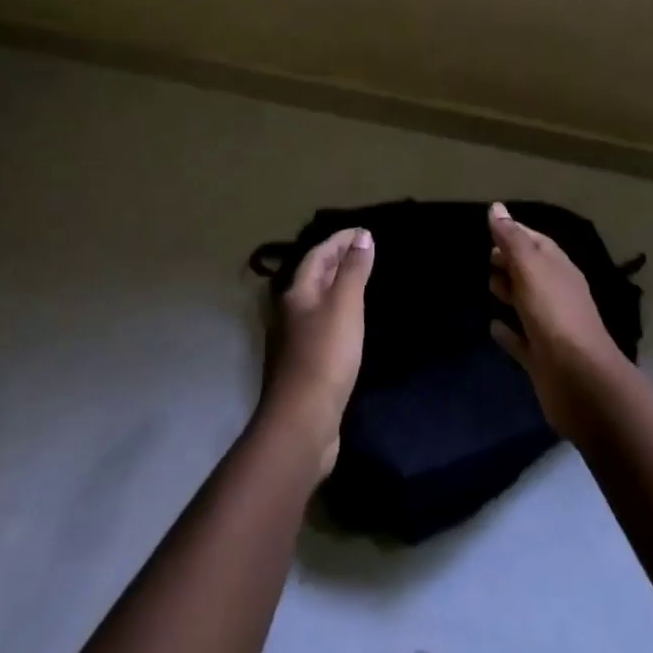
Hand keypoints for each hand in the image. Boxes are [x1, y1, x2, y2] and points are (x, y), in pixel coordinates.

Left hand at [266, 227, 372, 476]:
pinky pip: (322, 325)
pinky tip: (350, 323)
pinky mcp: (304, 365)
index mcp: (296, 294)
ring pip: (316, 302)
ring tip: (360, 281)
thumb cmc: (325, 355)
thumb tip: (362, 236)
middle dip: (336, 260)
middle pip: (313, 277)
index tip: (363, 231)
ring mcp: (294, 341)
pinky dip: (337, 313)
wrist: (302, 421)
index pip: (317, 256)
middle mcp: (289, 313)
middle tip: (363, 251)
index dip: (339, 240)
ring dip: (336, 287)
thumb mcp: (345, 306)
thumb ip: (354, 271)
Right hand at [487, 203, 626, 437]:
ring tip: (488, 284)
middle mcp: (557, 294)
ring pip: (526, 303)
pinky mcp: (541, 358)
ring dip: (509, 292)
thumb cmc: (554, 315)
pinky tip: (491, 326)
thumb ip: (513, 240)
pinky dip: (507, 331)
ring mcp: (550, 327)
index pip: (536, 242)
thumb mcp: (531, 269)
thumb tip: (497, 208)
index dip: (515, 232)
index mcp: (559, 269)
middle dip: (511, 261)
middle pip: (532, 271)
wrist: (579, 380)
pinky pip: (520, 338)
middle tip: (487, 256)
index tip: (491, 226)